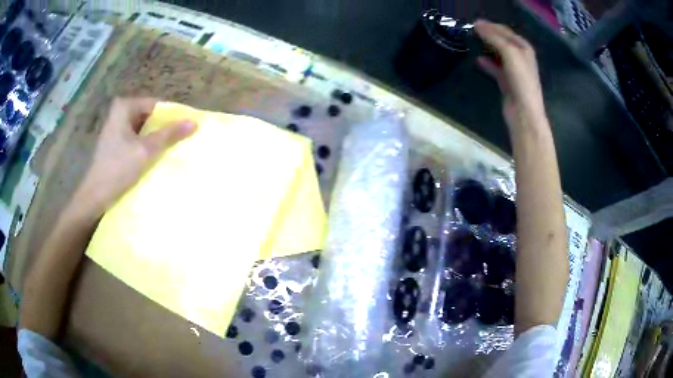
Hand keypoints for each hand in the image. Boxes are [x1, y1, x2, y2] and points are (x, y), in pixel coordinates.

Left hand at [73, 97, 195, 220]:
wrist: (96, 196)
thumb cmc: (118, 169)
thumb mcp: (146, 151)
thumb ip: (169, 135)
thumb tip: (194, 122)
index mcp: (124, 107)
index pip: (156, 105)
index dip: (172, 116)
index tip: (187, 128)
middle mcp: (119, 112)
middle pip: (149, 116)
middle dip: (164, 128)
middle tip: (182, 139)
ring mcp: (116, 128)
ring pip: (143, 129)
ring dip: (156, 138)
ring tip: (172, 148)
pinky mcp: (115, 143)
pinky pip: (136, 139)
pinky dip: (146, 145)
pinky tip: (155, 156)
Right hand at [474, 20, 545, 129]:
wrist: (524, 112)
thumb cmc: (521, 81)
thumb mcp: (510, 53)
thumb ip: (495, 38)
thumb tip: (478, 25)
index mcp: (524, 48)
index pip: (505, 31)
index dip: (490, 25)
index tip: (473, 22)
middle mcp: (520, 57)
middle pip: (501, 41)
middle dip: (488, 34)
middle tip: (471, 31)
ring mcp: (514, 70)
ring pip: (497, 53)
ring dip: (486, 47)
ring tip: (472, 42)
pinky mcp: (507, 82)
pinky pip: (495, 67)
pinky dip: (487, 63)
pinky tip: (478, 60)